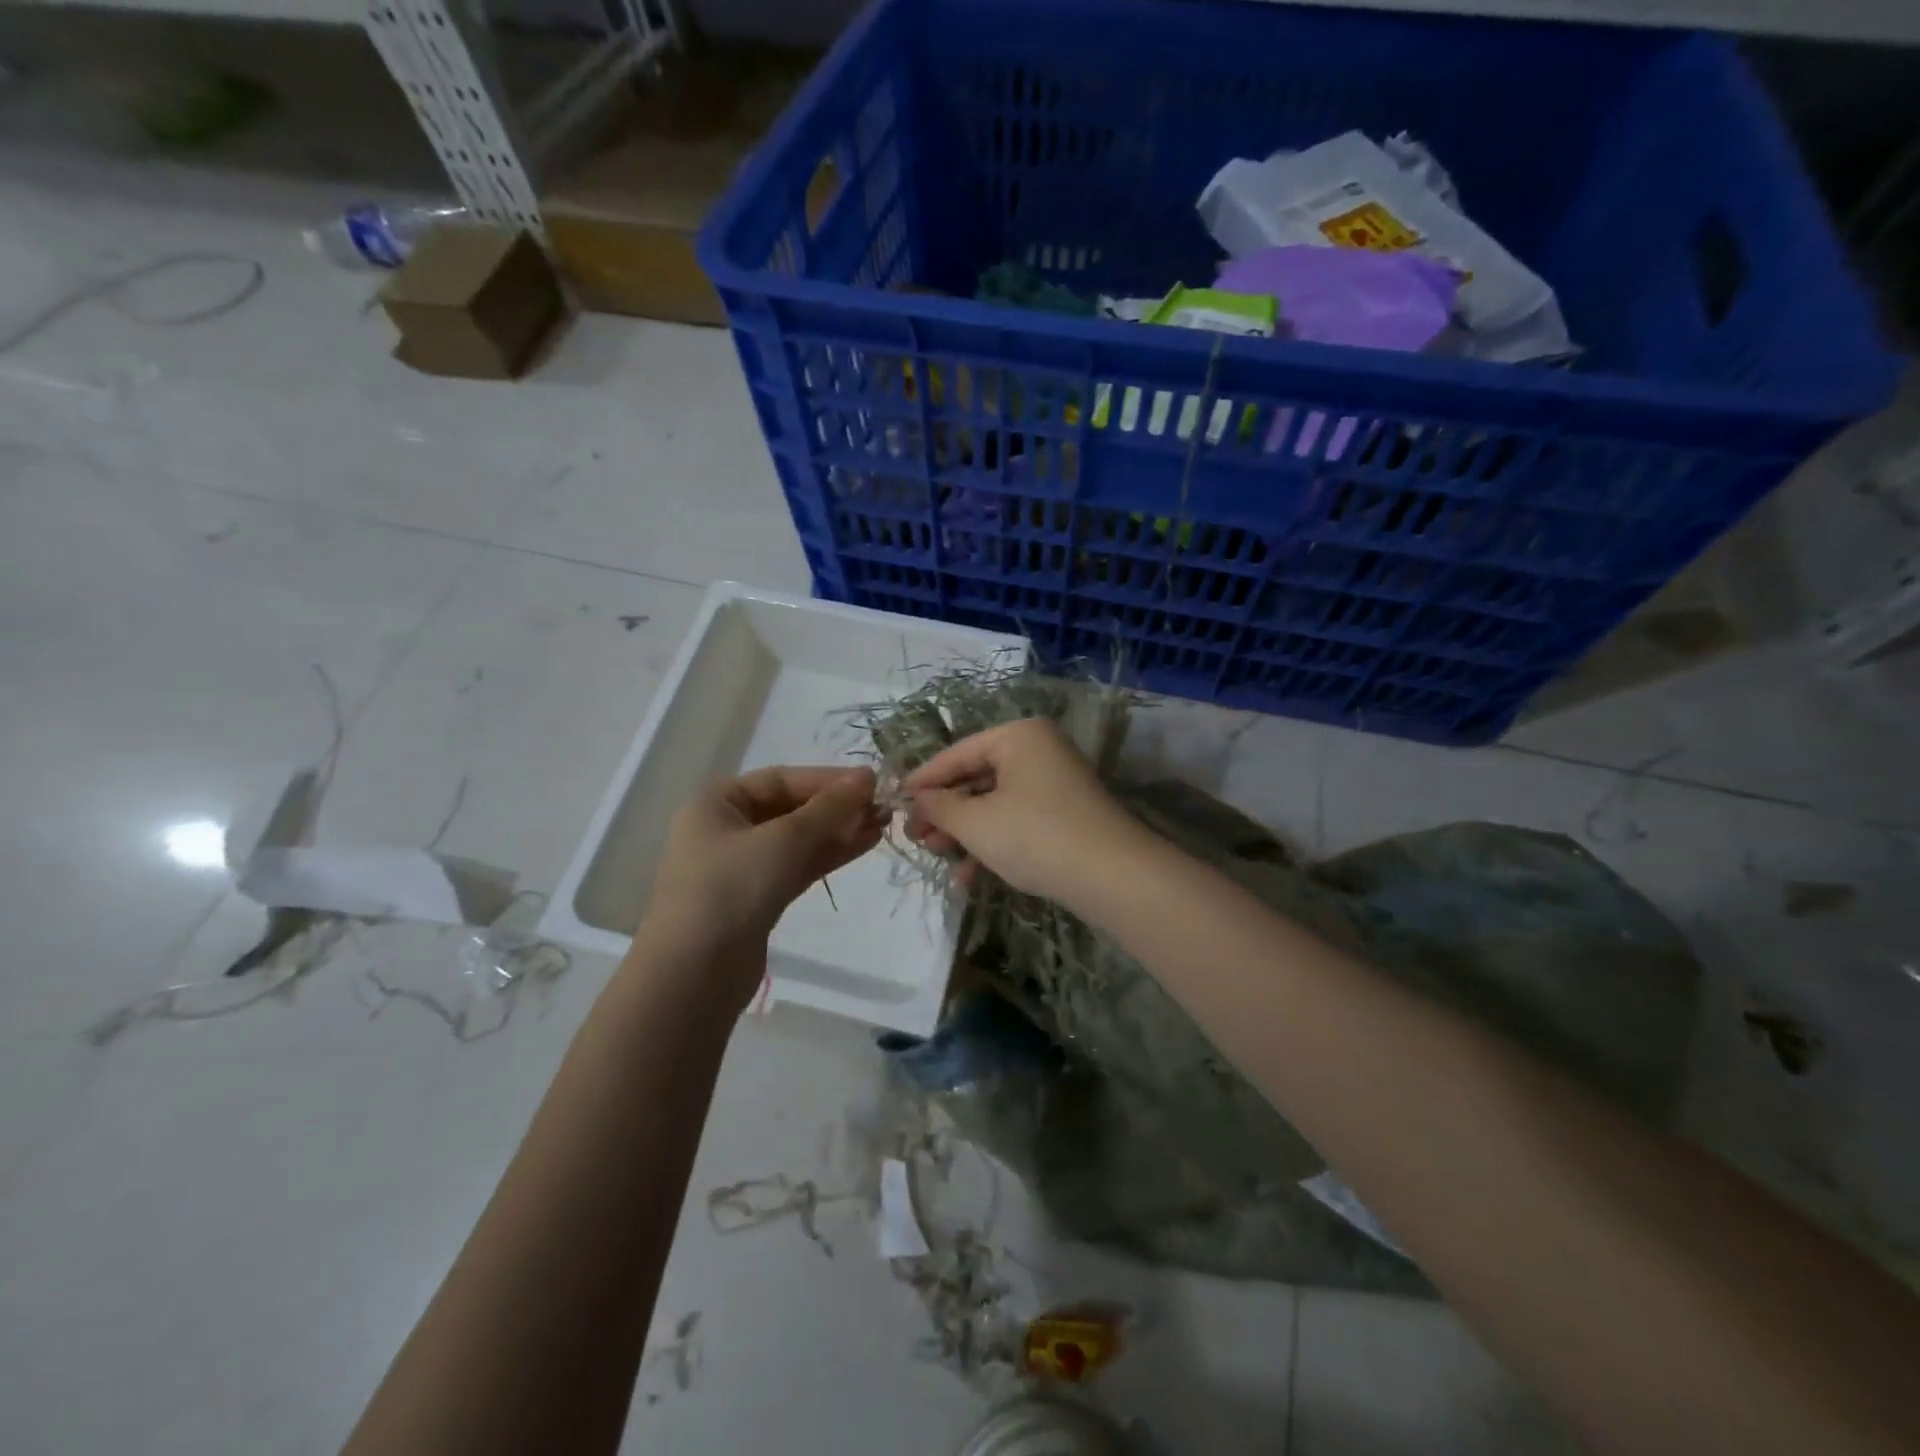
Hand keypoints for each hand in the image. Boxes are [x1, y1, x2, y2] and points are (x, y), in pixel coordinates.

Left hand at [648, 765, 886, 954]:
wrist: (694, 975)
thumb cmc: (731, 889)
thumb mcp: (783, 840)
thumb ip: (828, 808)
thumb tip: (866, 777)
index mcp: (718, 804)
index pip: (780, 780)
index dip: (827, 779)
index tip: (872, 782)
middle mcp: (726, 829)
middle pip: (790, 808)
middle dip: (836, 807)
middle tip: (884, 806)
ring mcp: (741, 867)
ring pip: (798, 839)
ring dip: (838, 831)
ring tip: (883, 824)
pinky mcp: (757, 898)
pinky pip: (797, 866)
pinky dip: (828, 855)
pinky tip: (863, 845)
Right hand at [902, 718, 1148, 905]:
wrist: (1113, 877)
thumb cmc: (1035, 836)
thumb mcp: (976, 823)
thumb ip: (939, 808)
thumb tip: (916, 799)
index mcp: (1017, 736)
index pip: (956, 754)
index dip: (922, 780)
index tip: (893, 802)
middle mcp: (1037, 750)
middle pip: (975, 778)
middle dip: (944, 812)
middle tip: (915, 838)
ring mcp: (1054, 783)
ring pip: (994, 803)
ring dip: (964, 832)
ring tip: (937, 857)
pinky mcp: (1064, 814)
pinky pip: (1016, 820)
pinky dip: (992, 843)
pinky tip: (968, 876)